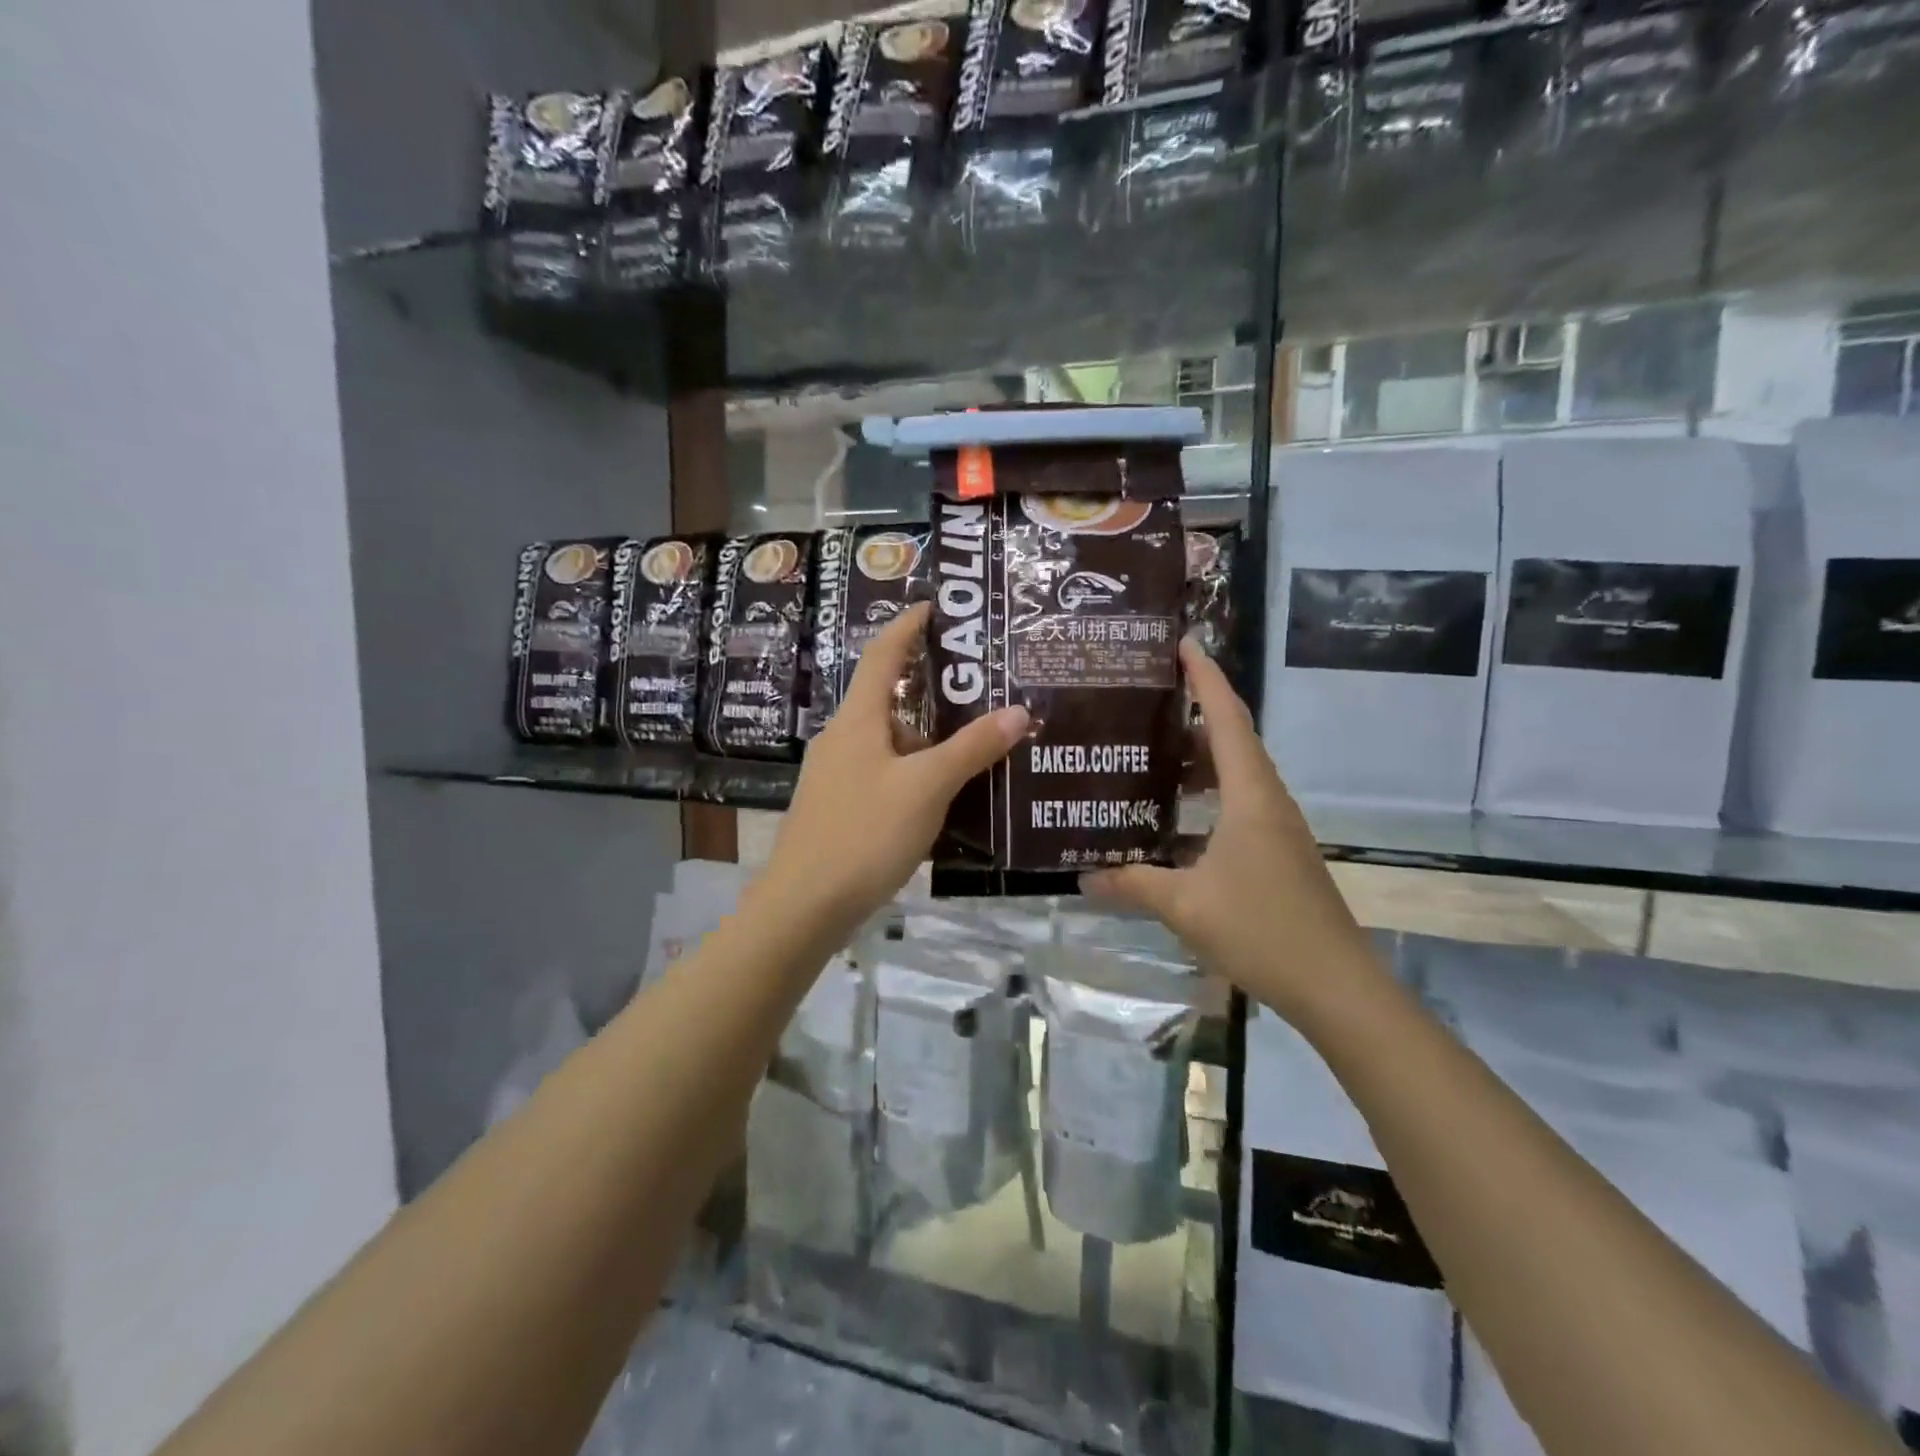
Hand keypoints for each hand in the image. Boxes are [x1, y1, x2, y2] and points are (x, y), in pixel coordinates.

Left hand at [761, 603, 1028, 944]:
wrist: (803, 907)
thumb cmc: (864, 834)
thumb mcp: (926, 787)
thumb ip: (972, 749)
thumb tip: (1018, 711)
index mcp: (857, 720)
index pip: (881, 656)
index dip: (907, 626)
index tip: (936, 607)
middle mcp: (842, 739)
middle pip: (890, 703)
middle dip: (934, 696)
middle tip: (982, 694)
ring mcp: (836, 777)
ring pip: (890, 745)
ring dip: (929, 745)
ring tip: (977, 753)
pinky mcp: (837, 809)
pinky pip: (884, 776)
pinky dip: (915, 776)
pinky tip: (943, 799)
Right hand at [1082, 639, 1377, 1020]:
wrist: (1336, 986)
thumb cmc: (1262, 929)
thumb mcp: (1184, 906)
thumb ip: (1132, 884)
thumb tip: (1083, 875)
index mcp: (1250, 796)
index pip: (1228, 718)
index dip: (1206, 677)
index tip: (1183, 643)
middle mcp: (1268, 801)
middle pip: (1234, 739)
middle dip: (1197, 712)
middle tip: (1148, 700)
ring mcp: (1278, 828)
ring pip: (1237, 774)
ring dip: (1201, 758)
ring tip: (1153, 753)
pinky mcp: (1278, 853)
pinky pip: (1239, 805)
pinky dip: (1208, 795)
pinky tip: (1175, 818)